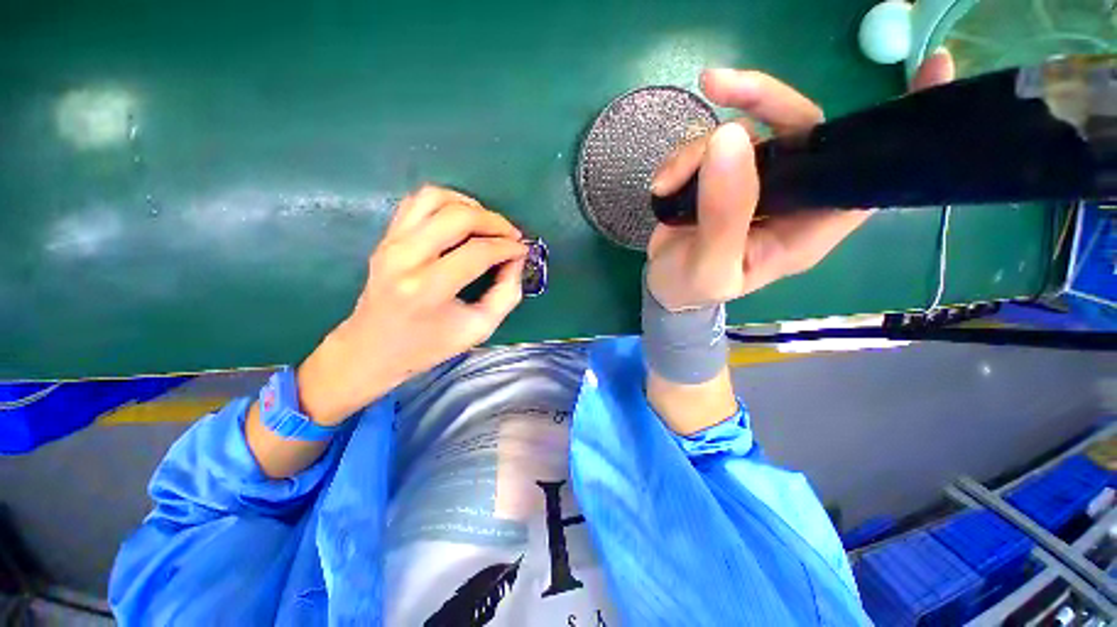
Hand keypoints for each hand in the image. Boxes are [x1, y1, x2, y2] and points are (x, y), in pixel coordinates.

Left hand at [296, 185, 527, 425]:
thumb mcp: (479, 328)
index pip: (477, 252)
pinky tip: (462, 218)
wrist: (373, 349)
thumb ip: (506, 293)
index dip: (507, 247)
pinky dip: (446, 201)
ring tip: (488, 224)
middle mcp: (405, 258)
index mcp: (428, 289)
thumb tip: (516, 258)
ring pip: (435, 198)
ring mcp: (391, 242)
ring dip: (470, 205)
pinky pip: (418, 201)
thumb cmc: (429, 345)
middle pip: (458, 216)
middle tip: (511, 235)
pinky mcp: (386, 237)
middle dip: (494, 221)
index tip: (523, 250)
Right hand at [646, 51, 955, 310]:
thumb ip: (723, 216)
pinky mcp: (722, 177)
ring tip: (667, 182)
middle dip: (762, 100)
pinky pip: (709, 145)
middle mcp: (790, 198)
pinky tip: (663, 184)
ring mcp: (754, 183)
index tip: (931, 66)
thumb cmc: (692, 289)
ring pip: (744, 132)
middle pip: (802, 129)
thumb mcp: (709, 267)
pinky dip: (682, 157)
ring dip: (697, 149)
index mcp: (805, 231)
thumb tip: (730, 139)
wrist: (662, 286)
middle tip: (718, 86)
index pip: (865, 179)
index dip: (895, 129)